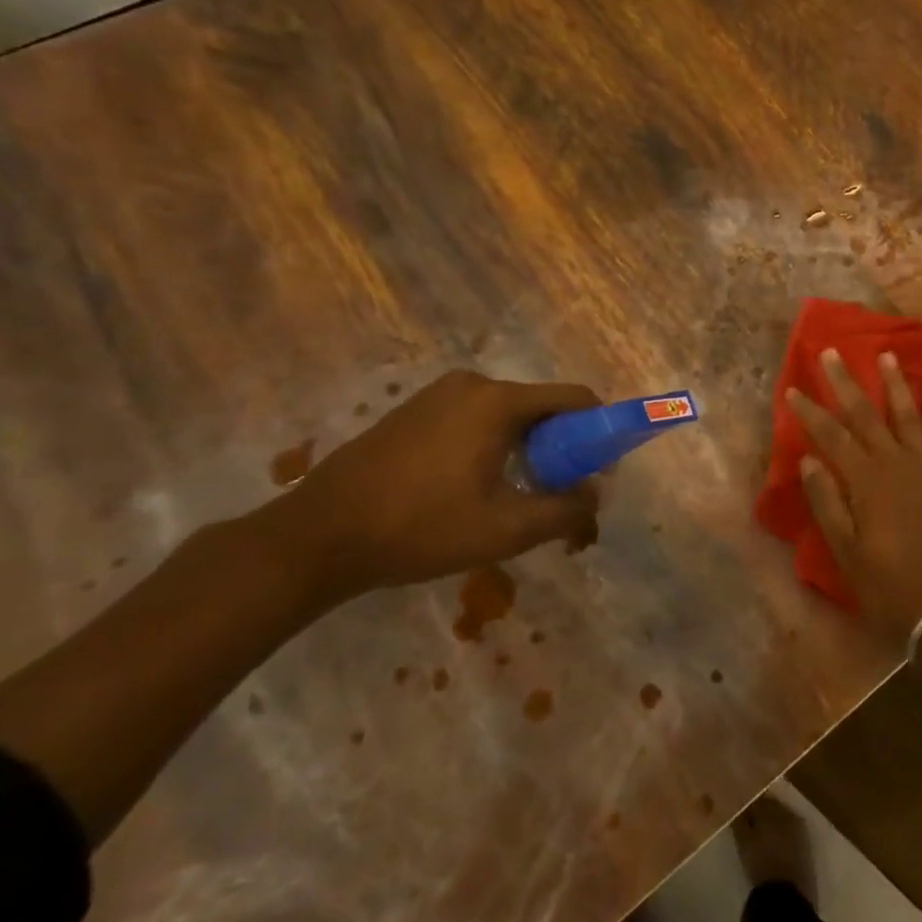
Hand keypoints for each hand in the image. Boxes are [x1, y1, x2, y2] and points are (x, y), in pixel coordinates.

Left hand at [264, 371, 602, 601]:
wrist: (318, 537)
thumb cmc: (421, 528)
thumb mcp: (506, 529)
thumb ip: (565, 510)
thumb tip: (597, 495)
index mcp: (498, 402)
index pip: (574, 399)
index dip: (599, 430)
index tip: (602, 468)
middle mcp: (471, 384)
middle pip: (539, 407)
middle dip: (561, 445)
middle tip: (559, 491)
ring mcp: (437, 395)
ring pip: (505, 415)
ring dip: (525, 448)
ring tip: (516, 495)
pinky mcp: (413, 411)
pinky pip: (473, 419)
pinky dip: (491, 445)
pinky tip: (473, 487)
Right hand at [786, 350, 921, 638]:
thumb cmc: (889, 584)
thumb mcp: (847, 552)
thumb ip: (828, 502)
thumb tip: (809, 459)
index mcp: (866, 482)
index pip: (832, 437)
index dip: (811, 412)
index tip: (794, 389)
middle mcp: (896, 464)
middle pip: (867, 415)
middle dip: (847, 383)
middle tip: (833, 352)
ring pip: (907, 415)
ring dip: (895, 384)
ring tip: (886, 355)